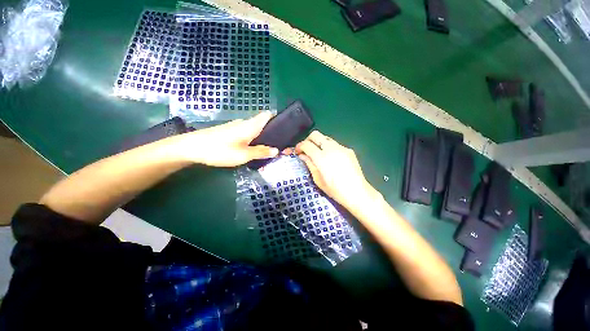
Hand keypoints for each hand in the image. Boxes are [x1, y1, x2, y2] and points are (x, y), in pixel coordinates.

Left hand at [177, 111, 278, 166]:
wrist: (192, 148)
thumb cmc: (220, 150)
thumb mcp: (244, 155)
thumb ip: (261, 152)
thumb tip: (277, 150)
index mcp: (251, 125)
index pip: (267, 115)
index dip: (277, 119)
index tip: (284, 128)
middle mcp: (245, 123)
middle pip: (262, 123)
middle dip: (271, 132)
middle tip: (277, 145)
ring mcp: (236, 126)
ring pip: (254, 129)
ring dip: (261, 137)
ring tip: (266, 150)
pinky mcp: (229, 131)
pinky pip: (246, 133)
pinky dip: (252, 139)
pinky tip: (251, 149)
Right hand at [287, 130, 378, 210]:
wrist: (357, 192)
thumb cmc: (335, 190)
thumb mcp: (318, 179)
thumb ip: (309, 164)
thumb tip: (303, 155)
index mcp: (321, 158)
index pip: (306, 144)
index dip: (299, 146)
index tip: (297, 151)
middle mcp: (331, 148)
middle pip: (315, 135)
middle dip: (308, 140)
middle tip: (306, 149)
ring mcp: (341, 148)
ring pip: (325, 138)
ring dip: (319, 143)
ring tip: (318, 154)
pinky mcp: (348, 150)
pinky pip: (335, 144)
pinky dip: (329, 148)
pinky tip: (331, 158)